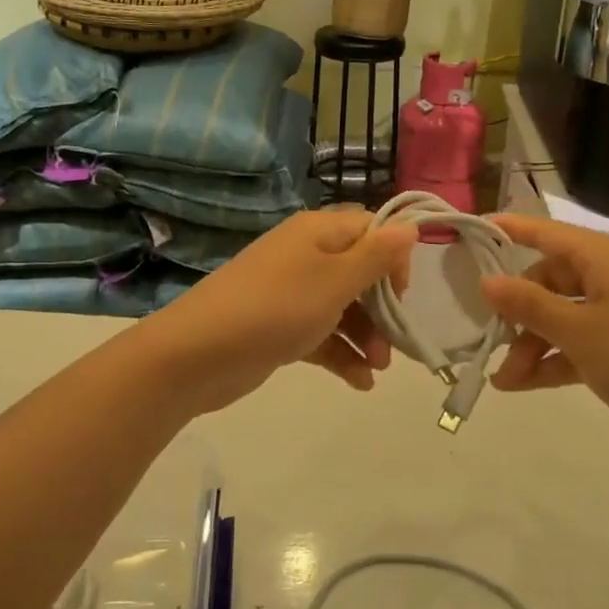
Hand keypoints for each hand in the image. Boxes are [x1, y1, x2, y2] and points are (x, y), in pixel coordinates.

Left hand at [140, 208, 416, 415]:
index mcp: (318, 232)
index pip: (371, 231)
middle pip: (360, 273)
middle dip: (382, 309)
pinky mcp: (280, 327)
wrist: (198, 354)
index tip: (402, 295)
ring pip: (343, 308)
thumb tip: (410, 225)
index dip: (393, 259)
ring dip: (366, 336)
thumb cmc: (276, 308)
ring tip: (377, 369)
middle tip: (393, 344)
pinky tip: (361, 382)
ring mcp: (291, 293)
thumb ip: (376, 256)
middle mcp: (306, 256)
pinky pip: (321, 334)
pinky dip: (341, 353)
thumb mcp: (335, 280)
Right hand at [478, 213, 608, 466]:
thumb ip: (528, 304)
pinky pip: (578, 342)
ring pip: (561, 316)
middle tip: (489, 341)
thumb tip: (488, 280)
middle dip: (517, 313)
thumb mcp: (577, 331)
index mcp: (603, 257)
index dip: (510, 229)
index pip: (546, 232)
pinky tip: (524, 385)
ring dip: (531, 344)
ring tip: (504, 380)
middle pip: (549, 281)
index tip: (473, 230)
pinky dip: (553, 359)